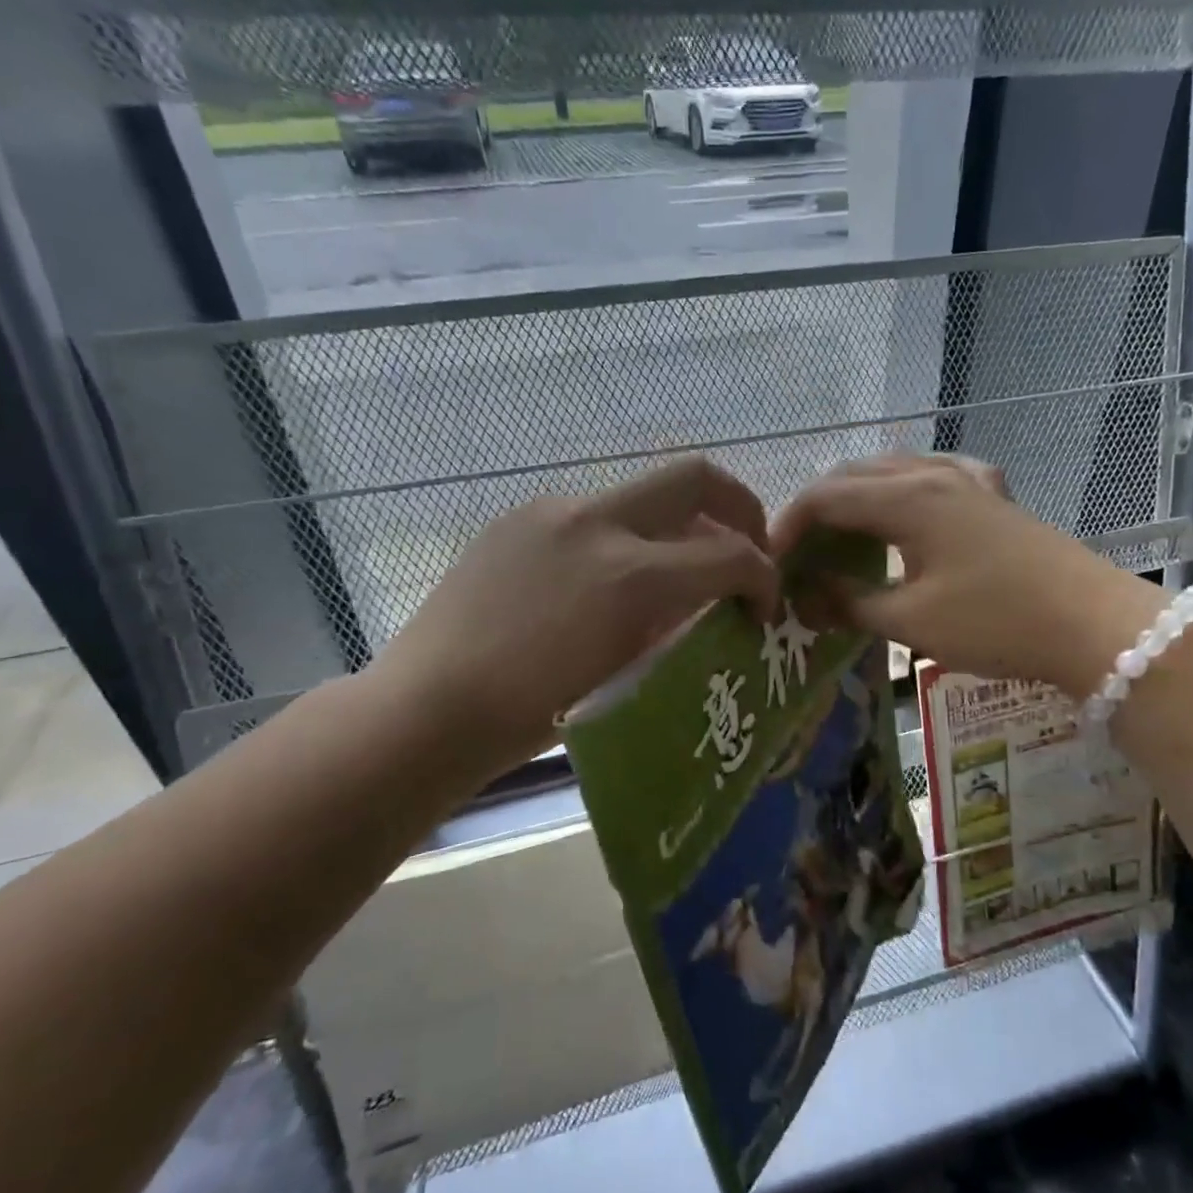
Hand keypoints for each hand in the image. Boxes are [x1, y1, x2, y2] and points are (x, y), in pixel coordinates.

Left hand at [373, 459, 779, 773]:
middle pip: (696, 477)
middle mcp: (598, 523)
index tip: (762, 607)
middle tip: (744, 550)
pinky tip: (602, 581)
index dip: (764, 578)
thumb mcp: (629, 676)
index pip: (732, 554)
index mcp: (632, 577)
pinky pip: (593, 512)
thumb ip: (680, 624)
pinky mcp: (518, 517)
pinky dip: (623, 536)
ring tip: (673, 572)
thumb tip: (715, 600)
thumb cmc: (532, 715)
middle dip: (740, 509)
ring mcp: (552, 511)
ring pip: (642, 493)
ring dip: (676, 524)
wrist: (428, 708)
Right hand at [771, 454, 1164, 694]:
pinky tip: (913, 507)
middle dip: (818, 509)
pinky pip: (938, 476)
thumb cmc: (994, 622)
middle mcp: (933, 475)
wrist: (1093, 625)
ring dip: (859, 497)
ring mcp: (969, 481)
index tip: (771, 561)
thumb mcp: (910, 621)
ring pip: (895, 471)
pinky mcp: (995, 498)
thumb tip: (805, 599)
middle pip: (856, 476)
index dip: (789, 525)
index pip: (826, 497)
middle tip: (800, 552)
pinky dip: (906, 490)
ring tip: (842, 533)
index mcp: (907, 498)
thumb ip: (848, 604)